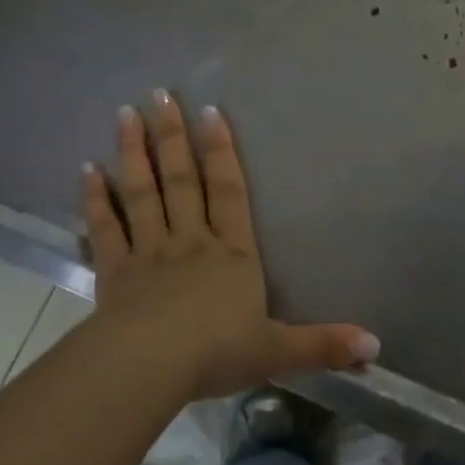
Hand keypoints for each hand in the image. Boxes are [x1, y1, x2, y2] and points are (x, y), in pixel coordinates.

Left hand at [80, 91, 378, 399]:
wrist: (150, 369)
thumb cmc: (217, 353)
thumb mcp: (278, 350)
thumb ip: (324, 344)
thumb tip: (377, 345)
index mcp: (231, 254)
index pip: (229, 192)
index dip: (221, 152)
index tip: (210, 112)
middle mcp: (191, 242)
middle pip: (182, 181)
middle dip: (172, 137)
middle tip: (159, 94)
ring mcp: (149, 254)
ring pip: (142, 194)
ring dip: (134, 154)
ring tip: (124, 113)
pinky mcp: (114, 273)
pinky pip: (105, 229)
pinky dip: (96, 200)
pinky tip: (87, 171)